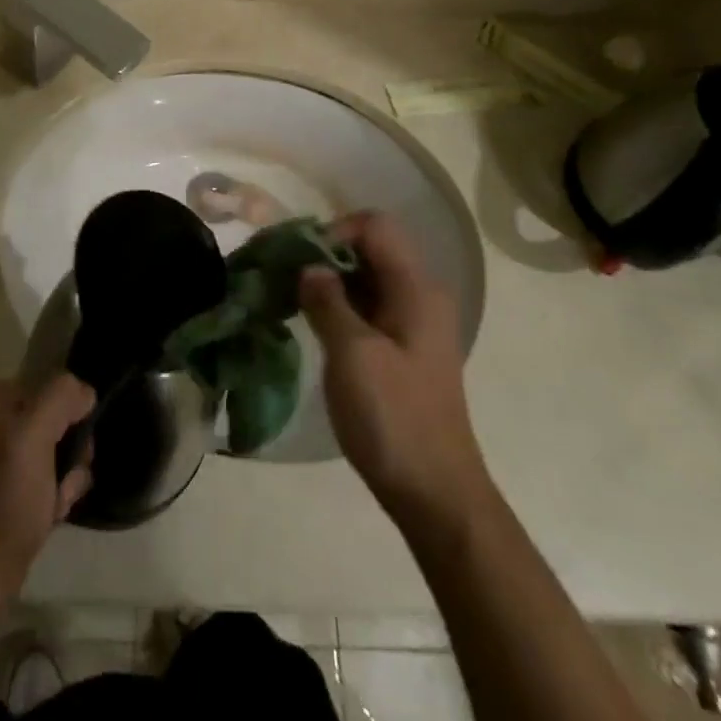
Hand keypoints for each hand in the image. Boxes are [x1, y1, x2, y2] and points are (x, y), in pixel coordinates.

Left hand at [0, 376, 94, 601]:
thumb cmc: (5, 498)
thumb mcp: (36, 434)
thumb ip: (63, 397)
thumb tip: (84, 394)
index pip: (48, 388)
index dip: (65, 420)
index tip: (65, 454)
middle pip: (52, 418)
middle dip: (66, 452)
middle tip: (63, 484)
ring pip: (52, 447)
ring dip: (65, 475)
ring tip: (55, 503)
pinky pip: (41, 470)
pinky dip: (52, 490)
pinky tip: (50, 512)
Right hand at [301, 214, 489, 530]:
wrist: (436, 495)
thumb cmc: (395, 419)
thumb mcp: (353, 355)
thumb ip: (327, 302)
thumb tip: (308, 267)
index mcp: (416, 287)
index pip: (374, 226)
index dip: (334, 232)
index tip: (299, 261)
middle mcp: (419, 294)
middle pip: (370, 248)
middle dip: (325, 255)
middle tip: (284, 277)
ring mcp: (412, 322)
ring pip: (366, 278)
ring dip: (328, 282)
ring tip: (289, 300)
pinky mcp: (402, 348)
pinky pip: (368, 307)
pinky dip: (339, 306)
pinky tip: (311, 325)